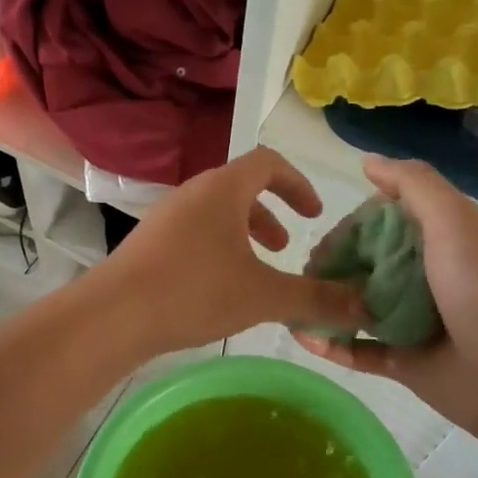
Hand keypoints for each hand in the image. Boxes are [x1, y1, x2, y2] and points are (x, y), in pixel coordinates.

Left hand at [96, 147, 364, 355]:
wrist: (113, 315)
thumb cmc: (194, 291)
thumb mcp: (263, 296)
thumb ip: (315, 298)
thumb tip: (363, 304)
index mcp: (223, 189)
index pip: (268, 163)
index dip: (297, 183)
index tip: (315, 213)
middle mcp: (193, 193)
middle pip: (240, 188)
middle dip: (270, 213)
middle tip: (287, 246)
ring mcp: (165, 217)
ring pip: (216, 214)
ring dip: (243, 234)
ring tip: (258, 270)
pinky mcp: (148, 243)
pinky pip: (194, 233)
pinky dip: (218, 249)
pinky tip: (220, 289)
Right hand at [297, 157, 477, 441]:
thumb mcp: (453, 220)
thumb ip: (414, 185)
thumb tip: (367, 162)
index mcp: (436, 242)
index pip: (380, 225)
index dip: (349, 228)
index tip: (322, 239)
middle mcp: (421, 278)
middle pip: (363, 265)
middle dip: (330, 266)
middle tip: (304, 277)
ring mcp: (410, 322)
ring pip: (355, 307)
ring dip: (323, 303)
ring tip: (292, 304)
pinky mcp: (401, 362)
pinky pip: (357, 351)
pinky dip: (330, 343)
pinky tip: (302, 336)